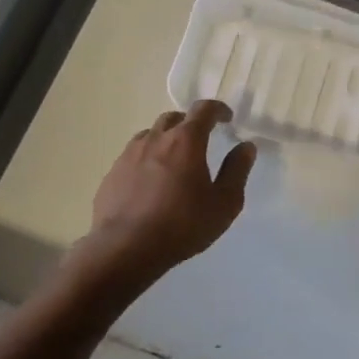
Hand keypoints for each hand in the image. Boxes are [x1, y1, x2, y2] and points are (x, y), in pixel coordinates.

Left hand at [88, 101, 256, 276]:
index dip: (218, 109)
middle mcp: (155, 139)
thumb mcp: (224, 203)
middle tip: (201, 140)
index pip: (204, 109)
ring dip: (165, 139)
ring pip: (150, 134)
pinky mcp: (112, 173)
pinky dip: (146, 158)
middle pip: (174, 118)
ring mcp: (129, 154)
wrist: (125, 249)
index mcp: (186, 141)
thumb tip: (246, 146)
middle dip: (190, 123)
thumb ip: (237, 170)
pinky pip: (133, 155)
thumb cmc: (182, 225)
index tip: (227, 118)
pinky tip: (150, 181)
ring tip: (174, 159)